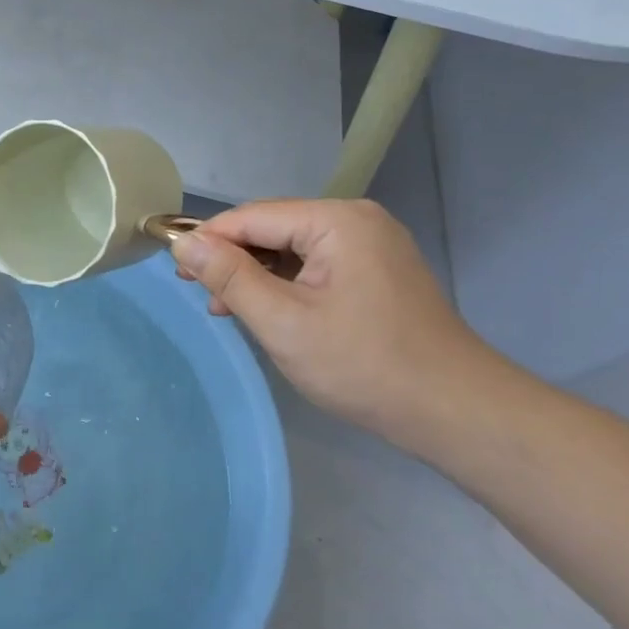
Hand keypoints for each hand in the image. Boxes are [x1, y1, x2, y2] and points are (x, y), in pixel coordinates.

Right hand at [172, 199, 507, 450]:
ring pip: (292, 250)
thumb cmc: (363, 364)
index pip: (252, 216)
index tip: (173, 268)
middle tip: (196, 292)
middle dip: (232, 259)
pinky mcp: (376, 273)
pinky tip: (264, 311)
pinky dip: (284, 286)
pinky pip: (314, 267)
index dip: (208, 239)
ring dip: (255, 275)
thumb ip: (230, 277)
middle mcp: (356, 221)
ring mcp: (371, 247)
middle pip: (272, 229)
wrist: (454, 412)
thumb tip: (183, 243)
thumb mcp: (283, 321)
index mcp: (337, 220)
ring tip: (224, 308)